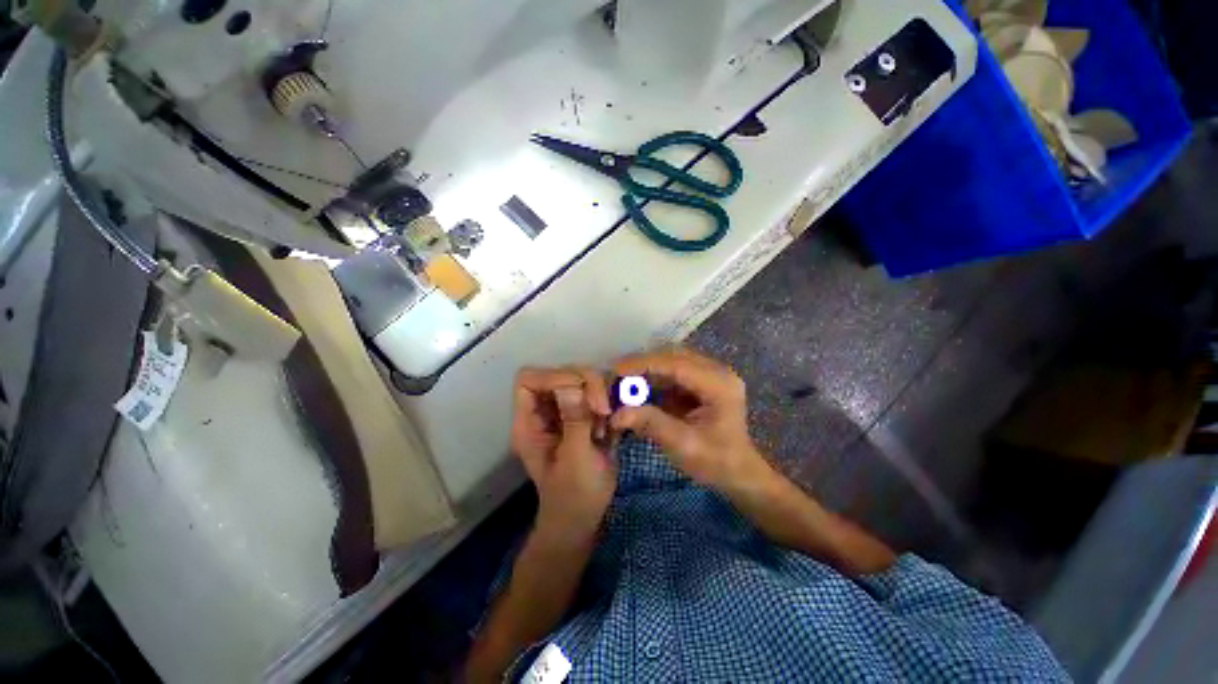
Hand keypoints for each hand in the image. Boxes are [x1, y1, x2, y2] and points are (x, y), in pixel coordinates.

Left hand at [511, 367, 616, 539]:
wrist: (585, 516)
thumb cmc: (574, 495)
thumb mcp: (575, 459)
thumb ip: (575, 421)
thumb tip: (573, 386)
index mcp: (529, 421)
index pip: (530, 379)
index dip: (555, 377)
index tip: (582, 393)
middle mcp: (546, 410)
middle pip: (562, 373)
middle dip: (587, 385)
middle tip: (603, 411)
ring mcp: (567, 410)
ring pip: (584, 380)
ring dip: (601, 395)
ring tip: (607, 423)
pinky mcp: (586, 414)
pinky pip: (600, 393)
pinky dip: (610, 402)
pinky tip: (613, 425)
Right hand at [611, 348, 770, 491]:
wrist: (738, 473)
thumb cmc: (716, 462)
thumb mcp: (683, 446)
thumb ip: (651, 424)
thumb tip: (617, 414)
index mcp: (719, 384)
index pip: (677, 364)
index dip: (644, 363)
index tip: (616, 369)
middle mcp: (717, 371)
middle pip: (674, 356)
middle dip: (643, 363)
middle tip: (616, 375)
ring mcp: (710, 374)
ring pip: (672, 360)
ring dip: (647, 369)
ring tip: (623, 380)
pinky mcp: (702, 381)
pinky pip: (673, 371)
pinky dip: (654, 377)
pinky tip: (638, 387)